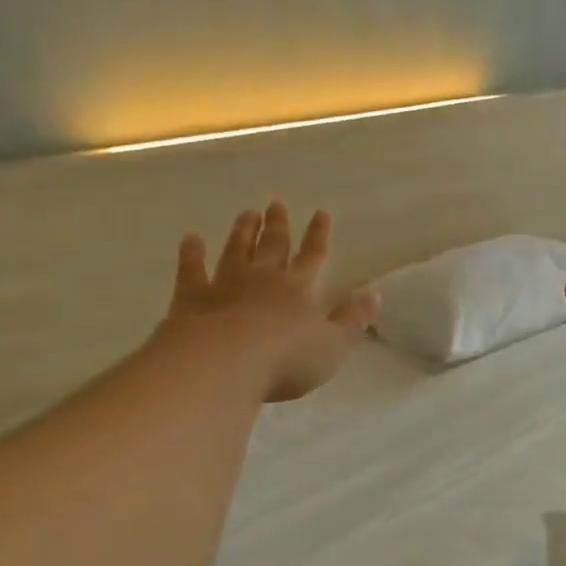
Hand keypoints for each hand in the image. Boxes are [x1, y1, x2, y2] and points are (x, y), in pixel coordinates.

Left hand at [161, 202, 379, 402]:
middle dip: (277, 225)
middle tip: (276, 203)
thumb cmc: (287, 359)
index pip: (313, 256)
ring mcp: (226, 284)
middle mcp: (263, 277)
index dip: (319, 236)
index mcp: (299, 288)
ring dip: (243, 232)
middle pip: (273, 246)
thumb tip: (374, 294)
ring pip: (236, 250)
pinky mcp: (193, 297)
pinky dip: (191, 253)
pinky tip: (190, 239)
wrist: (225, 363)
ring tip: (247, 213)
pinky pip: (193, 269)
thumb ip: (353, 320)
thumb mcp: (333, 346)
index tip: (321, 213)